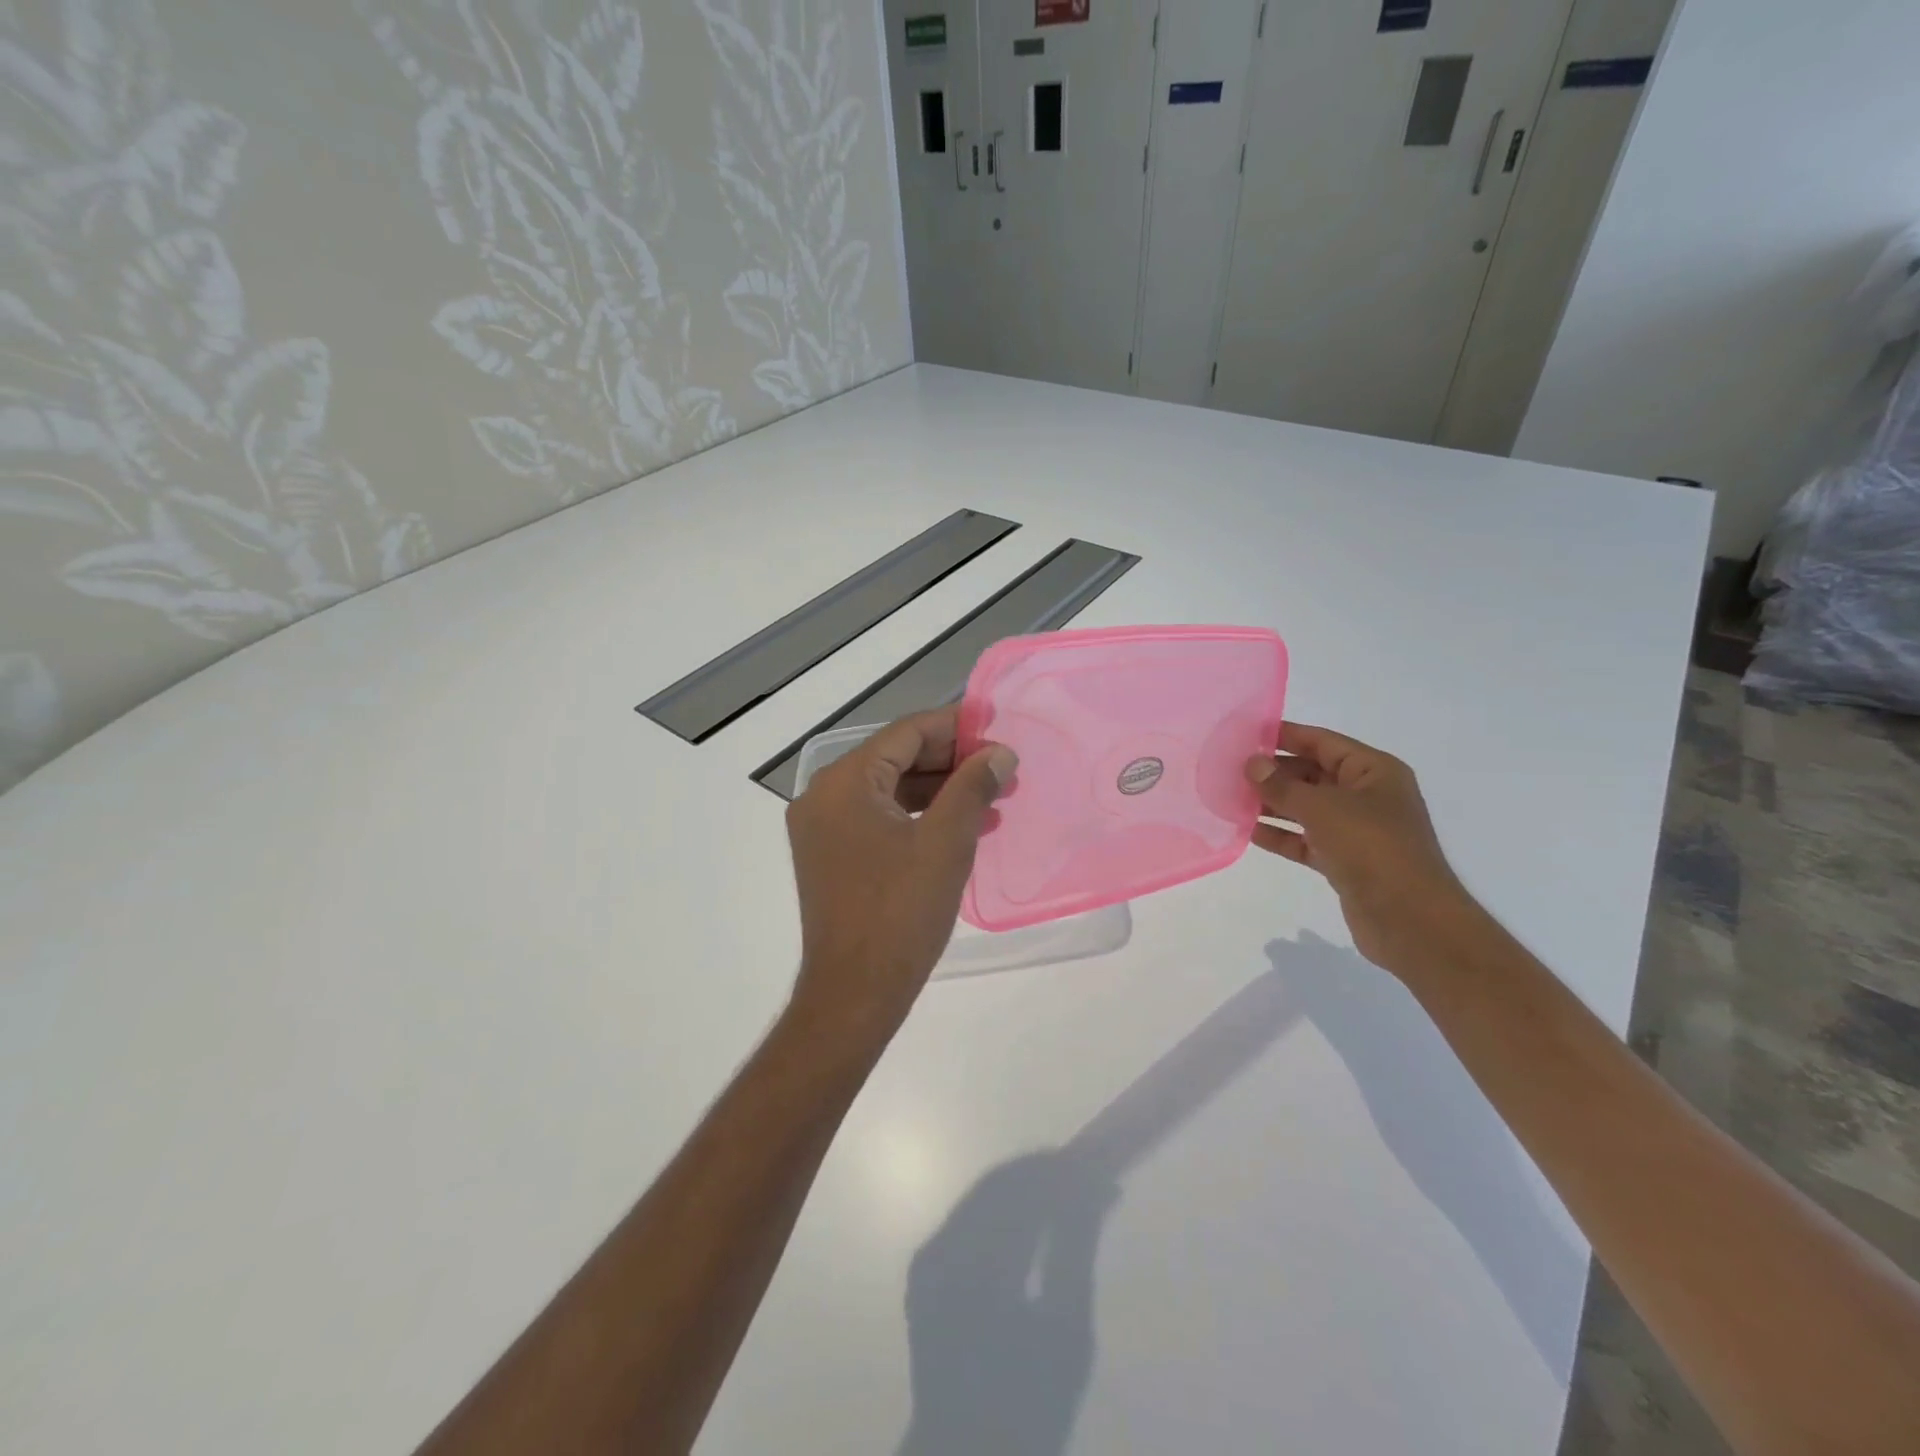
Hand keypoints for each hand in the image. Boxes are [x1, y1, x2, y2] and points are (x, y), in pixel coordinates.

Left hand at [786, 708, 1016, 1035]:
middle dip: (952, 762)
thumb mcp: (946, 841)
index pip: (905, 733)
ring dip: (942, 791)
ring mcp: (824, 829)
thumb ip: (973, 786)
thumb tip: (999, 753)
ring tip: (995, 800)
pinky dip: (920, 818)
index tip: (996, 729)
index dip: (955, 728)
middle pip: (896, 759)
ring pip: (891, 791)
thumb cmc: (901, 912)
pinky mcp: (833, 856)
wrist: (855, 993)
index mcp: (844, 782)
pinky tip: (963, 827)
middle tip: (1002, 769)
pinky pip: (881, 819)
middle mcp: (824, 796)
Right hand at [1245, 723, 1471, 969]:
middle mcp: (1366, 795)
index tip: (1245, 734)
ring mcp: (1356, 830)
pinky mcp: (1344, 860)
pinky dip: (1280, 834)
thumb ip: (1283, 786)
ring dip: (1271, 804)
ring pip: (1305, 808)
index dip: (1285, 735)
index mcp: (1373, 771)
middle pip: (1311, 774)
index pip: (1322, 742)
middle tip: (1229, 770)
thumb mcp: (1323, 808)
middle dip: (1273, 773)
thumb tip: (1252, 764)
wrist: (1411, 920)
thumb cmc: (1372, 848)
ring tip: (1229, 798)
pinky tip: (1248, 831)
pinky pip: (1305, 839)